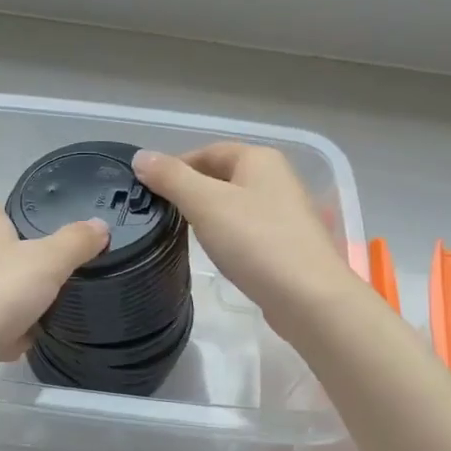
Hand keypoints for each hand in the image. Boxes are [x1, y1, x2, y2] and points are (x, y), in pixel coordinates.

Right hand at [133, 143, 368, 338]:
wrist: (309, 298)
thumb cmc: (256, 242)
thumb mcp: (205, 204)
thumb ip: (171, 178)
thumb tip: (141, 156)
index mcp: (259, 159)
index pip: (207, 152)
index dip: (175, 167)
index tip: (148, 191)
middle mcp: (276, 178)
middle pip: (222, 176)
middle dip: (190, 191)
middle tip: (161, 214)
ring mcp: (286, 213)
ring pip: (234, 205)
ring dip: (208, 215)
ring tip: (183, 234)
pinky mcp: (287, 244)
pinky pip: (248, 230)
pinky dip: (228, 236)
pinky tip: (217, 253)